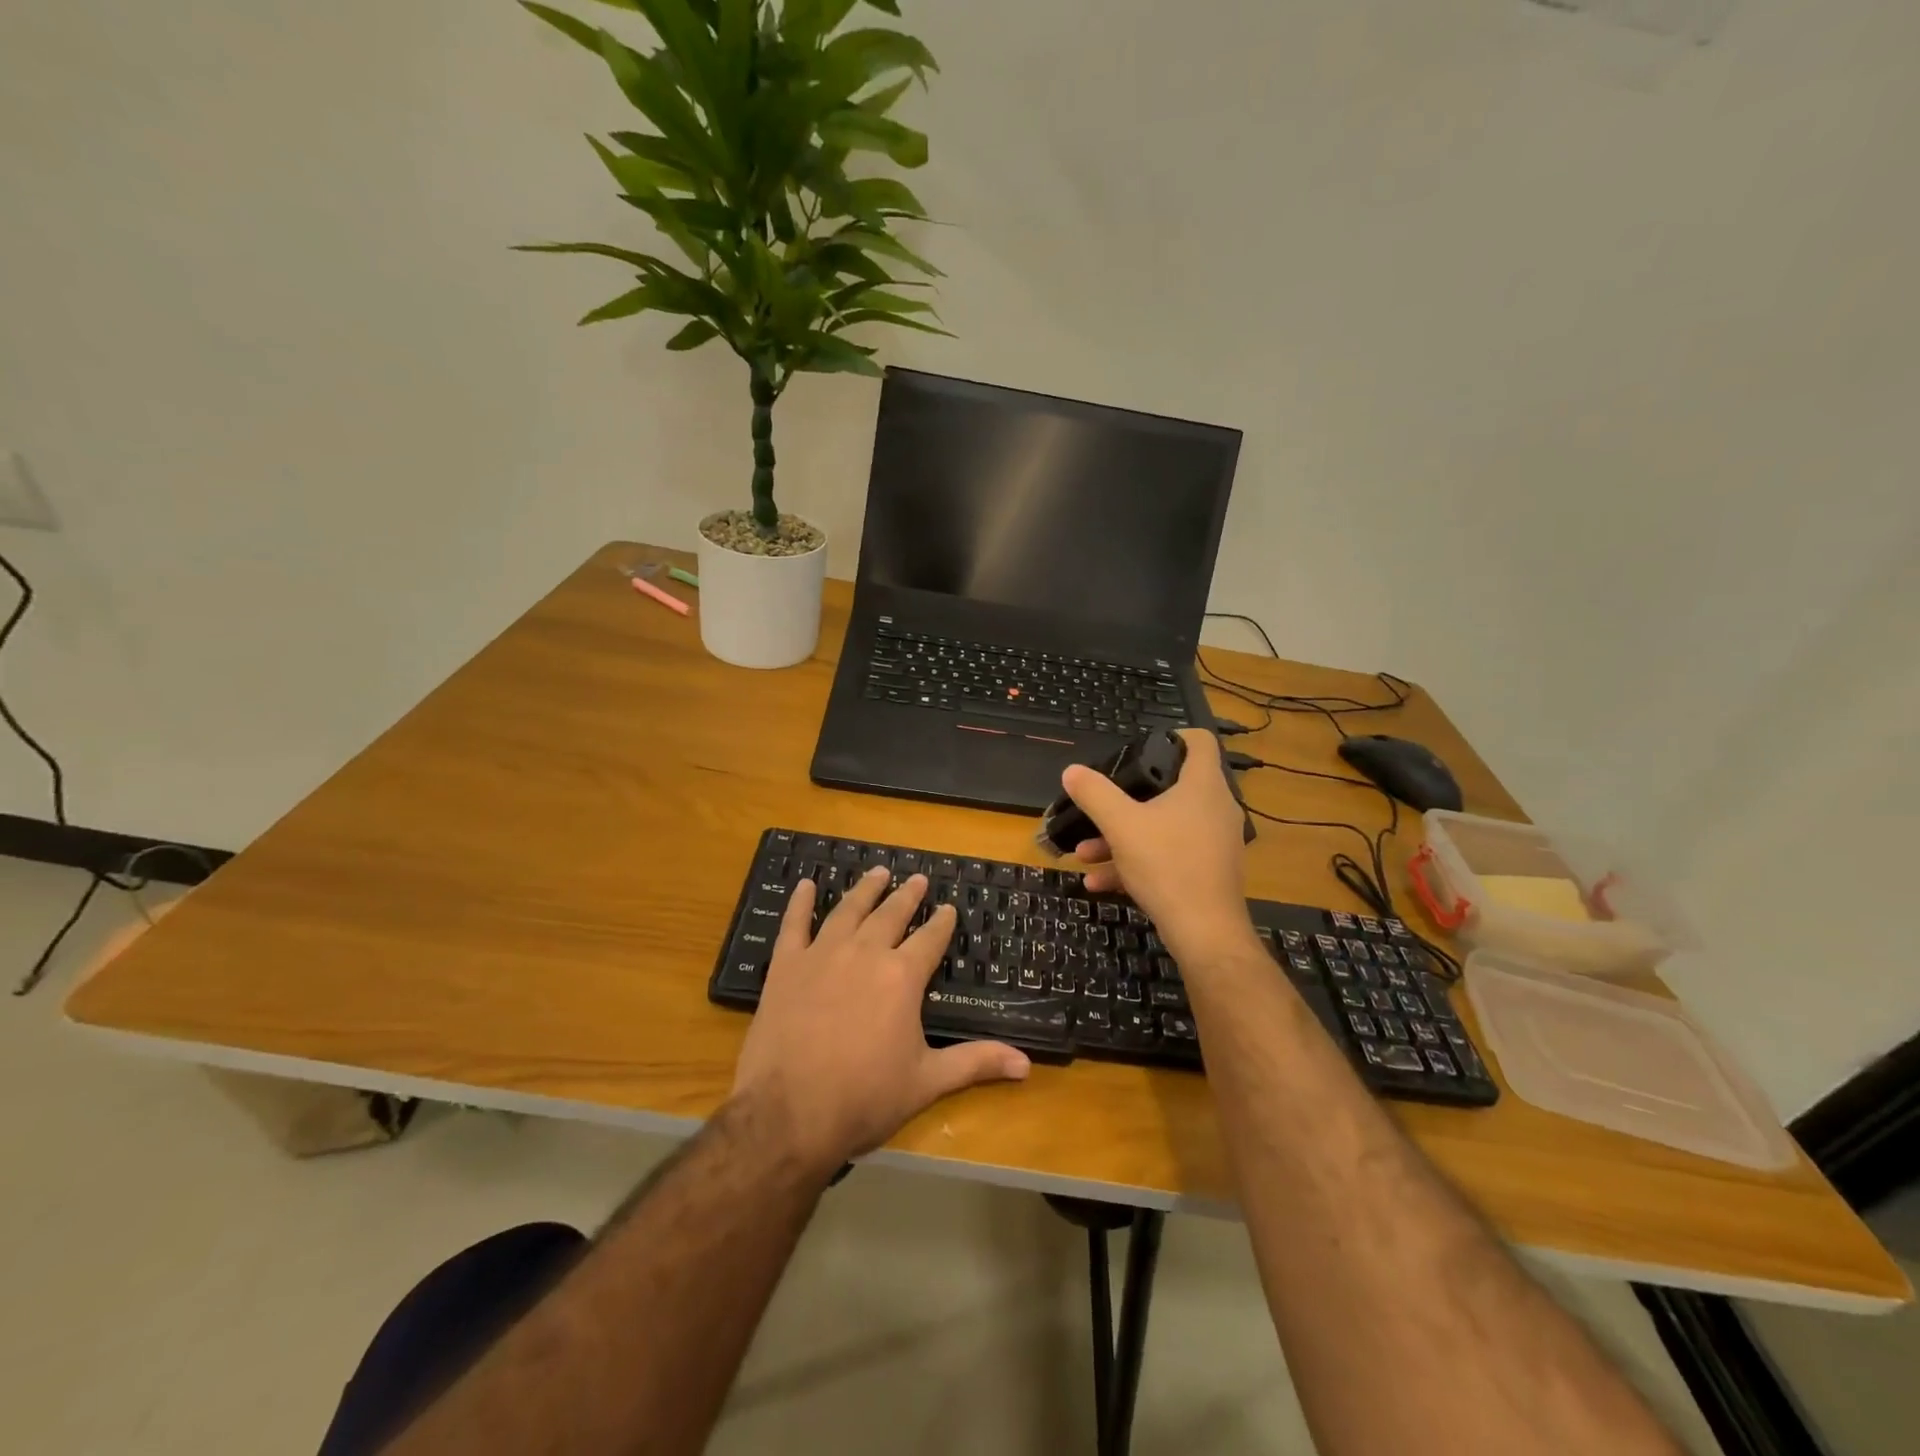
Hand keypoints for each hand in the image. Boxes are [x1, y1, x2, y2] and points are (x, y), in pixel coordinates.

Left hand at [731, 867, 1030, 1172]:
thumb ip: (975, 1063)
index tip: (948, 907)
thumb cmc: (864, 1098)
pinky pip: (795, 924)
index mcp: (902, 976)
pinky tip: (805, 885)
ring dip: (866, 889)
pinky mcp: (786, 966)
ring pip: (849, 910)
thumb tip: (1026, 1065)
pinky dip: (800, 903)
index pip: (929, 939)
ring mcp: (823, 954)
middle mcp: (865, 953)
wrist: (789, 1113)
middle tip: (918, 879)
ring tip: (878, 872)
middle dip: (908, 896)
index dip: (941, 922)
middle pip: (891, 914)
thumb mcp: (927, 1082)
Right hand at [1061, 729, 1255, 963]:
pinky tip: (1099, 881)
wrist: (1205, 933)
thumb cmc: (1167, 865)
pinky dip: (1137, 861)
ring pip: (1164, 826)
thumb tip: (1072, 771)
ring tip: (1085, 852)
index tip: (1141, 748)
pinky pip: (1169, 854)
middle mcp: (1215, 808)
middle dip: (1129, 798)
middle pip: (1173, 786)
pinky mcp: (1209, 870)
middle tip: (1103, 803)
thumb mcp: (1121, 825)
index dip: (1173, 737)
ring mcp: (1215, 841)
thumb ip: (1094, 794)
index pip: (1200, 741)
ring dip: (1123, 836)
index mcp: (1202, 786)